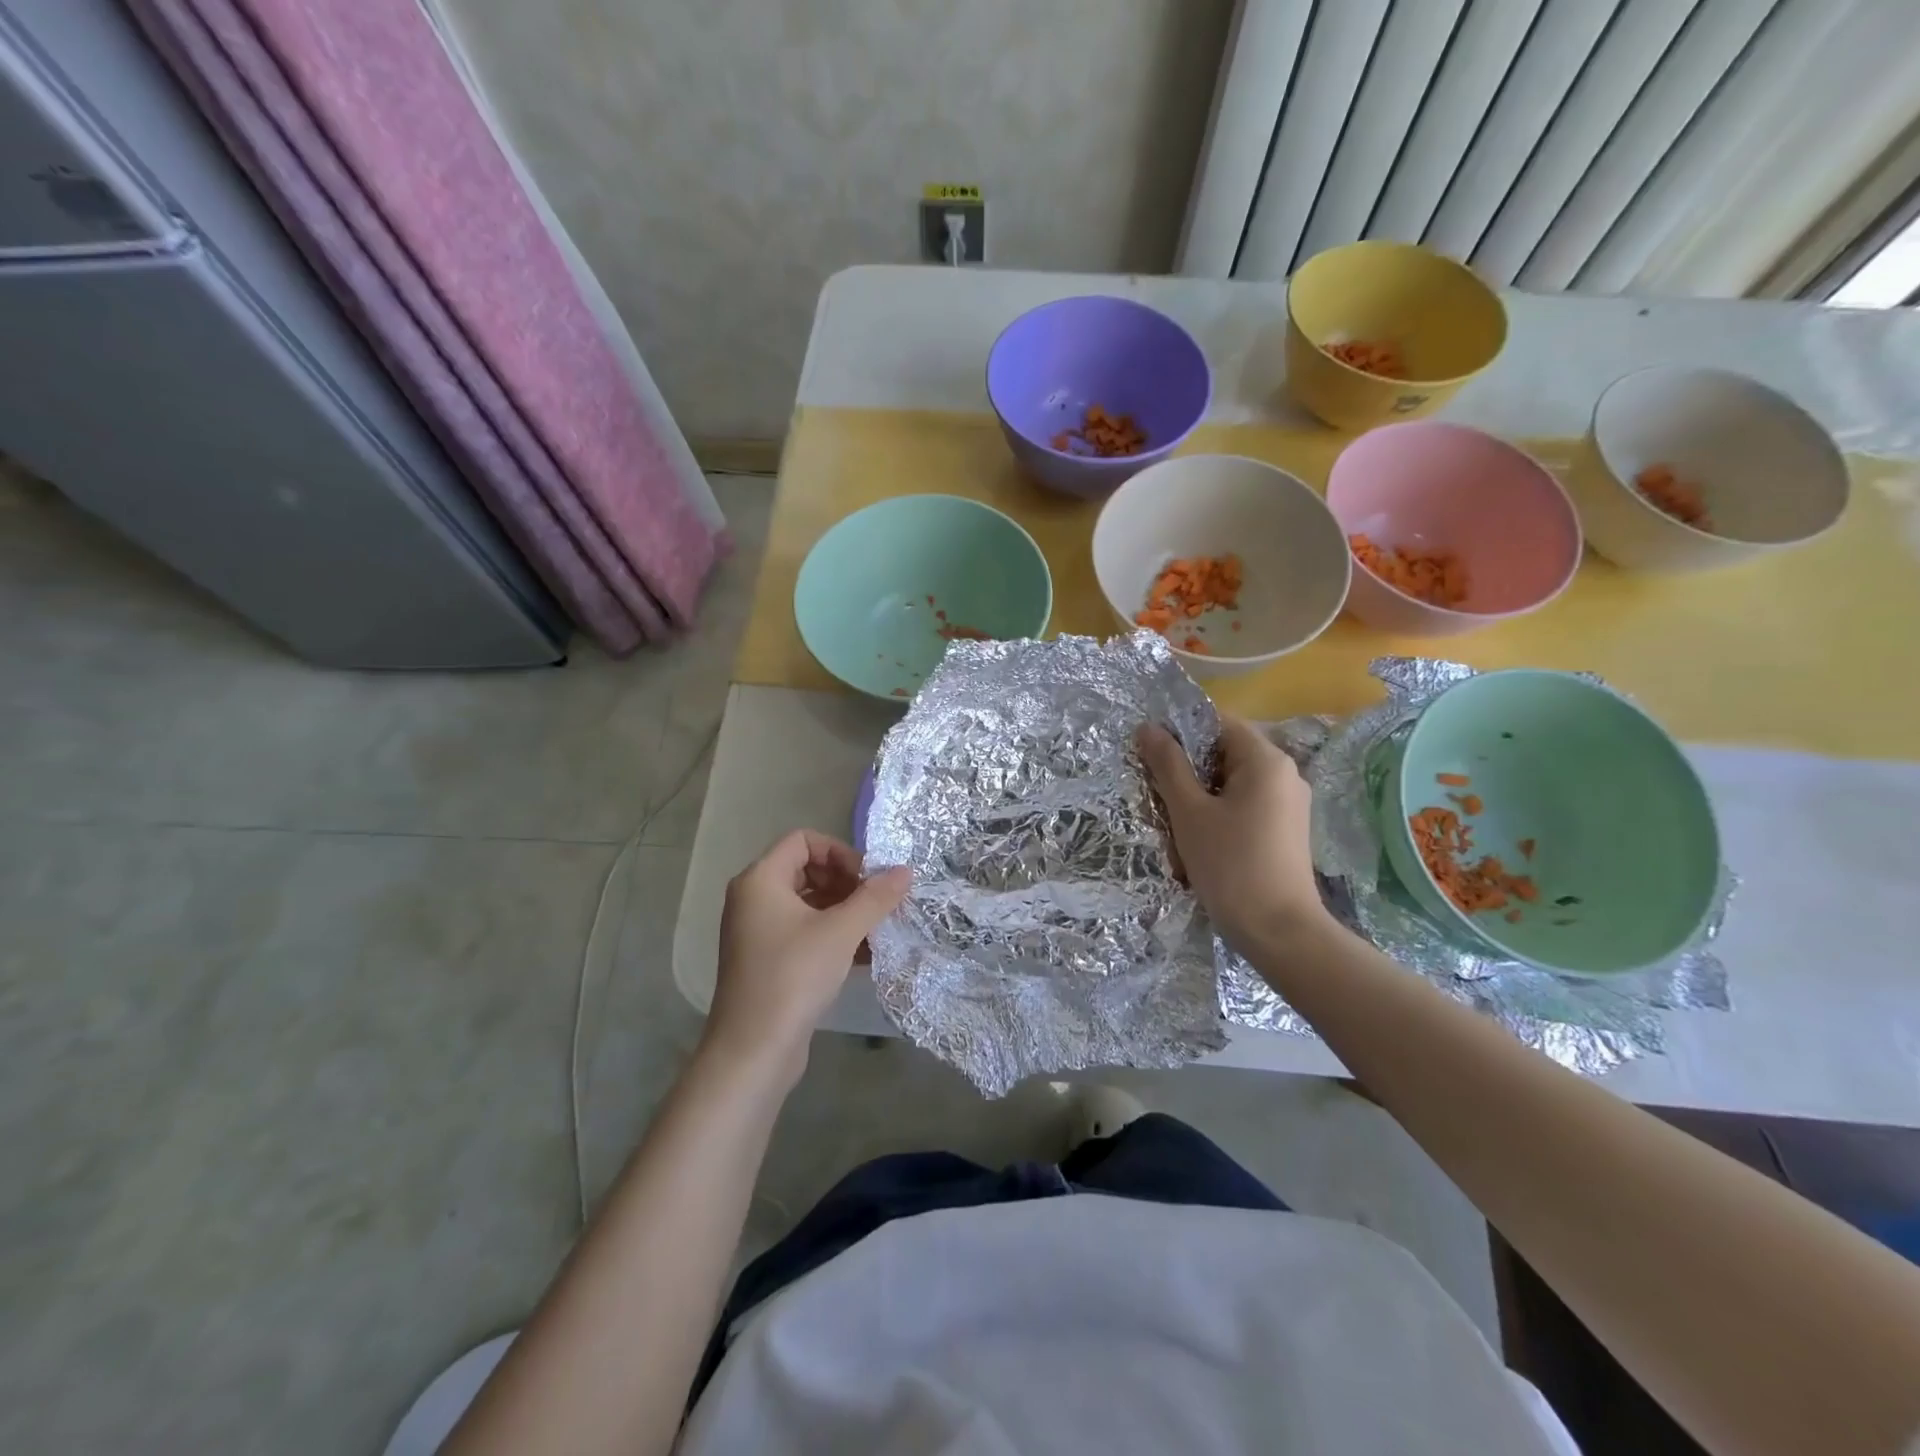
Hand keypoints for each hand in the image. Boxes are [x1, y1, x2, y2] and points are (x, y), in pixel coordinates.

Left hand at [706, 830, 911, 1087]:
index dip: (840, 852)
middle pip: (807, 870)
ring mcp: (758, 932)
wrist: (753, 1050)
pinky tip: (866, 956)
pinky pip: (804, 932)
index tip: (867, 880)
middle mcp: (754, 899)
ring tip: (878, 930)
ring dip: (845, 911)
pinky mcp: (767, 961)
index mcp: (760, 880)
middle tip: (876, 905)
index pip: (804, 840)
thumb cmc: (793, 977)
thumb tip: (906, 870)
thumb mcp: (841, 932)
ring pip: (809, 904)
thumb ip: (875, 897)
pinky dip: (833, 936)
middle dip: (847, 883)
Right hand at [1137, 716, 1328, 953]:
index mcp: (1266, 760)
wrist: (1279, 931)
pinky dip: (1219, 815)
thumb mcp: (1189, 812)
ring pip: (1231, 784)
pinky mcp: (1286, 830)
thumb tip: (1148, 727)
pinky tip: (1201, 845)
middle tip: (1159, 797)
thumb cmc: (1231, 865)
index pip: (1218, 723)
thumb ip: (1168, 765)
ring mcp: (1289, 803)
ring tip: (1177, 827)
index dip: (1181, 732)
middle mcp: (1285, 773)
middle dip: (1188, 772)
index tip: (1151, 755)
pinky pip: (1245, 806)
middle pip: (1224, 754)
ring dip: (1200, 798)